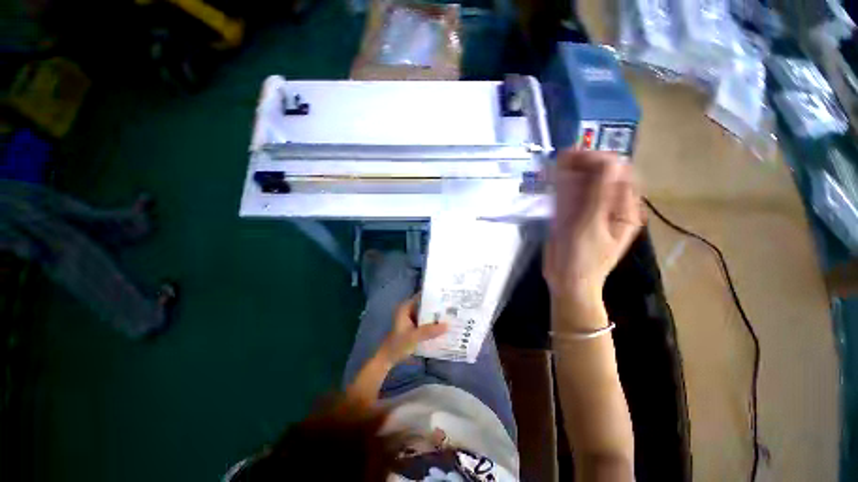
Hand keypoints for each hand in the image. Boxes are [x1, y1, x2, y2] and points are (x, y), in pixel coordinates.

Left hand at [376, 294, 447, 367]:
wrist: (387, 359)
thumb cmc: (398, 345)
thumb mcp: (414, 337)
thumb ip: (430, 331)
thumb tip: (448, 325)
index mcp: (406, 307)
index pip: (422, 296)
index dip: (433, 296)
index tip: (447, 296)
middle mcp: (408, 310)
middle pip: (425, 305)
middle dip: (437, 307)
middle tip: (452, 307)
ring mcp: (410, 318)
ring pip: (425, 314)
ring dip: (435, 316)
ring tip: (450, 315)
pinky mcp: (412, 327)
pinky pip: (424, 322)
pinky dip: (431, 324)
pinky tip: (442, 326)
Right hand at [544, 150, 642, 305]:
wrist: (566, 281)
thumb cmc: (583, 258)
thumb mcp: (592, 226)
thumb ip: (600, 194)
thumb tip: (608, 160)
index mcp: (625, 210)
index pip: (620, 175)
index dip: (601, 161)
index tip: (577, 156)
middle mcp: (611, 207)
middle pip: (604, 177)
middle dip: (586, 164)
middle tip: (564, 157)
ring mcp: (592, 211)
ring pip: (587, 184)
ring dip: (574, 171)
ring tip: (558, 162)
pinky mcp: (576, 216)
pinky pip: (574, 195)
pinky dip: (565, 185)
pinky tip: (556, 178)